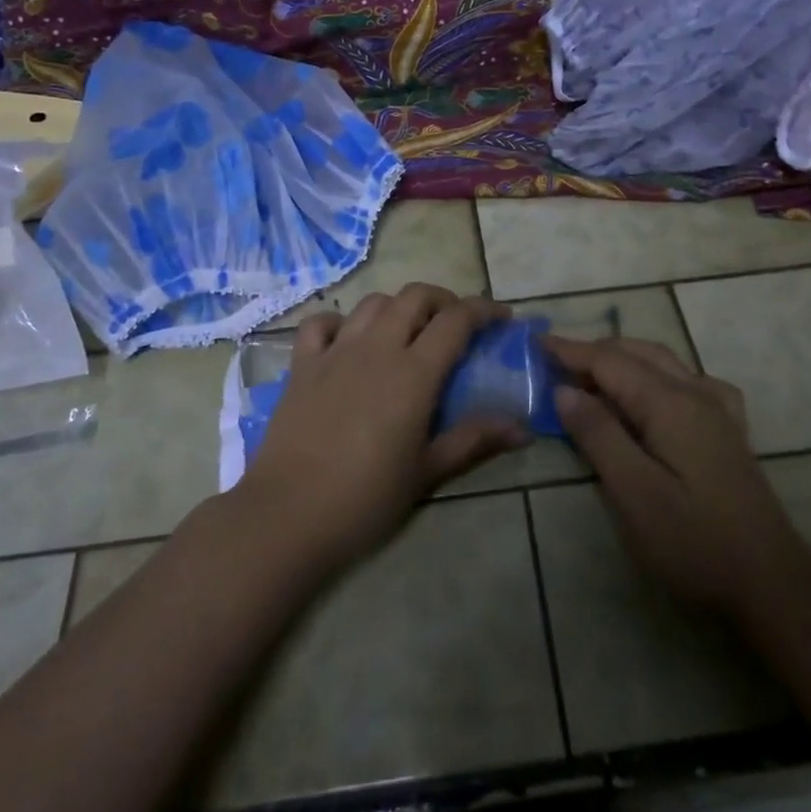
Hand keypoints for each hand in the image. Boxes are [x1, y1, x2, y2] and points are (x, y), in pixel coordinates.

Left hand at [238, 285, 529, 572]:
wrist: (289, 515)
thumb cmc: (366, 498)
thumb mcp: (427, 471)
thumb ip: (474, 440)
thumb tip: (522, 428)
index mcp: (413, 372)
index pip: (456, 320)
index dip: (484, 310)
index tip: (502, 318)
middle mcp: (377, 348)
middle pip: (415, 296)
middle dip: (443, 300)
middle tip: (456, 324)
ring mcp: (336, 351)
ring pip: (373, 303)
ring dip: (398, 307)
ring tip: (408, 330)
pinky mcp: (303, 364)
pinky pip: (321, 323)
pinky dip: (341, 322)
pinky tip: (348, 340)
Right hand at [549, 336, 806, 617]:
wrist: (772, 584)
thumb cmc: (694, 542)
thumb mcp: (634, 493)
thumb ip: (598, 434)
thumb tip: (565, 389)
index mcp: (669, 402)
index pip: (609, 361)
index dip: (570, 350)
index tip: (535, 343)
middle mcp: (695, 393)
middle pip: (636, 353)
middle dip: (594, 352)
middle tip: (555, 364)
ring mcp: (717, 410)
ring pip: (663, 362)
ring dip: (623, 360)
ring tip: (591, 377)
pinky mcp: (728, 431)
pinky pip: (689, 381)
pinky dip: (658, 374)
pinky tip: (654, 394)